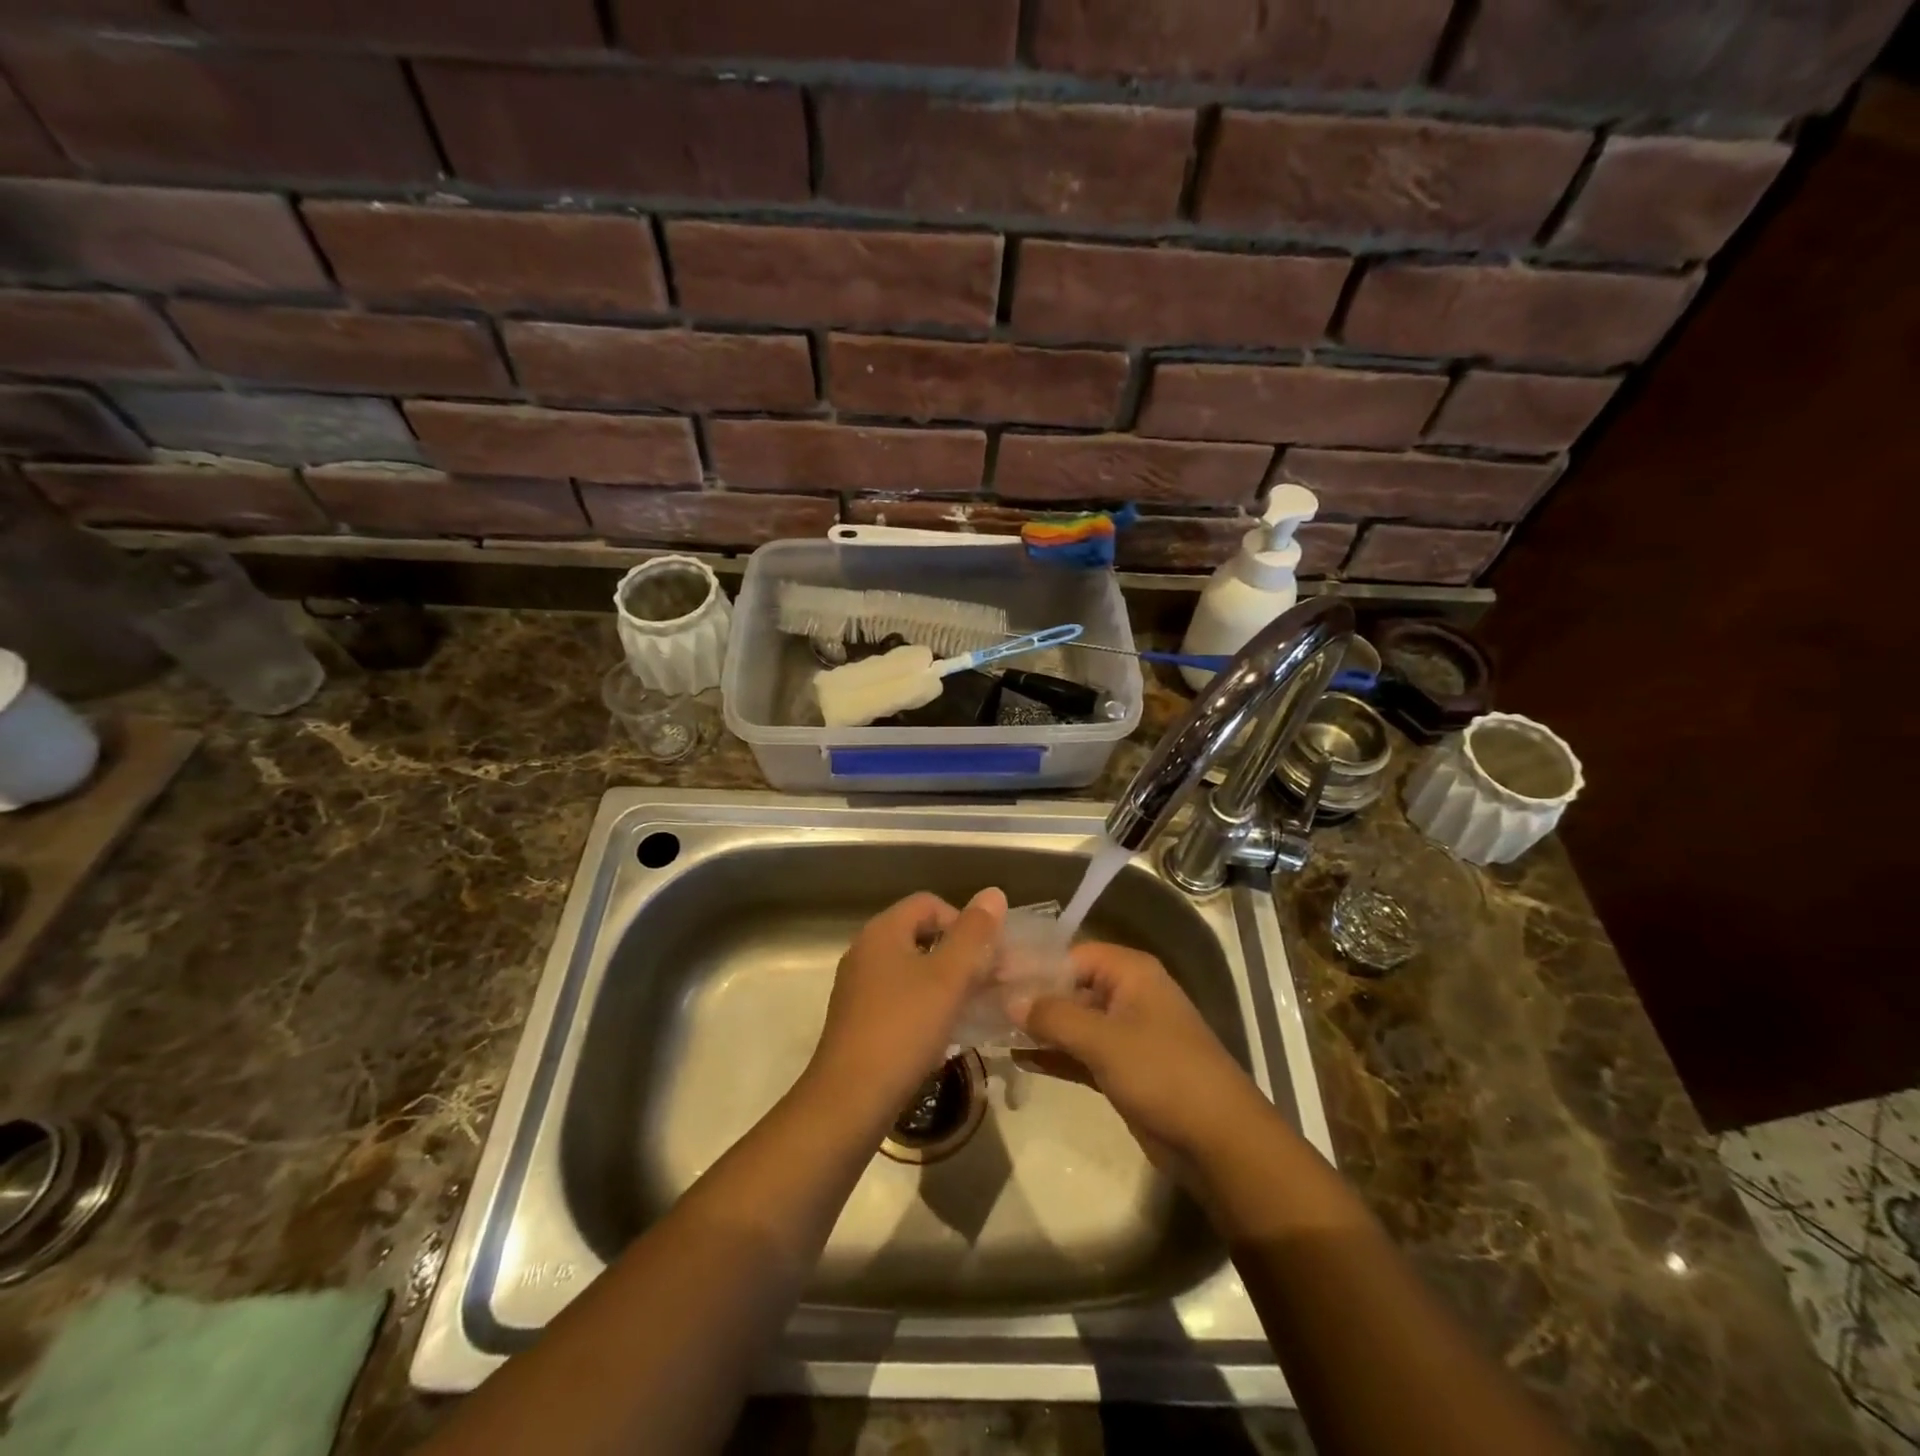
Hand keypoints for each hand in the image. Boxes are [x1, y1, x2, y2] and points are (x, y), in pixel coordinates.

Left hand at [806, 887, 1007, 1122]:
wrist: (850, 1100)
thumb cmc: (903, 1029)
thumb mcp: (948, 978)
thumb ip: (974, 934)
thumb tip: (993, 893)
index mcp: (882, 932)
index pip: (930, 904)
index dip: (963, 922)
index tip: (985, 957)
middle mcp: (865, 951)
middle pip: (920, 935)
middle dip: (958, 954)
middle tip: (986, 983)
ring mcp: (858, 987)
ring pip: (911, 970)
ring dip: (944, 983)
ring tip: (970, 1009)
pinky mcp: (857, 1019)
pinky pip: (899, 998)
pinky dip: (924, 1006)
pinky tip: (942, 1034)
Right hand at [1011, 942, 1267, 1172]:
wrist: (1219, 1141)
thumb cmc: (1163, 1074)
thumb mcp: (1104, 1040)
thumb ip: (1054, 1016)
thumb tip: (1009, 999)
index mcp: (1130, 972)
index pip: (1070, 954)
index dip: (1031, 965)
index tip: (989, 977)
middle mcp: (1127, 994)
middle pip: (1069, 985)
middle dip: (1030, 997)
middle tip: (982, 1004)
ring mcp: (1125, 1033)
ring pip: (1072, 1021)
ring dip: (1038, 1027)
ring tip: (990, 1030)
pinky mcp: (1123, 1068)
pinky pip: (1080, 1051)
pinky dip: (1054, 1054)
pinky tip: (1018, 1058)